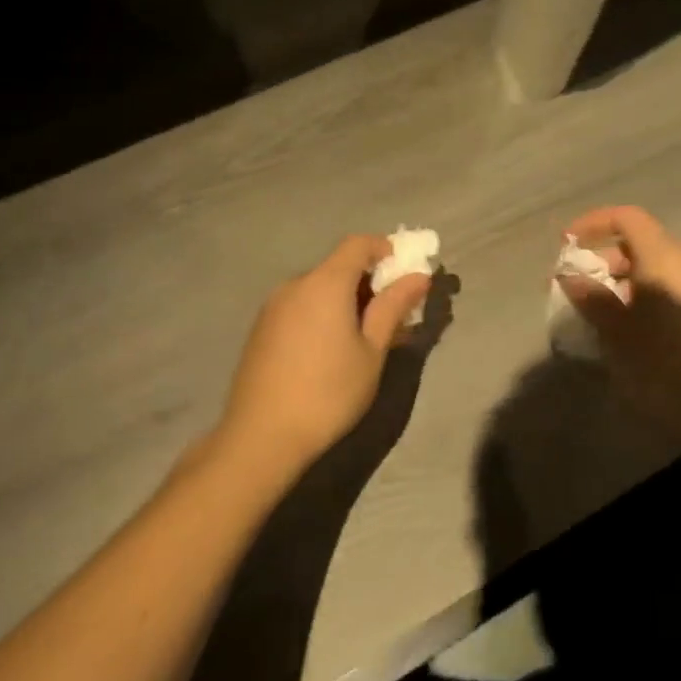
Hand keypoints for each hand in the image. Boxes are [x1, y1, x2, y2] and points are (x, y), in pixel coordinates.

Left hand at [213, 235, 431, 477]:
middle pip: (338, 266)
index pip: (358, 243)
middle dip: (369, 282)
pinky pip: (300, 306)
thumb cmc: (328, 392)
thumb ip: (393, 307)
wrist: (261, 436)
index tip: (405, 273)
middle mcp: (295, 284)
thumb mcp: (372, 351)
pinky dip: (322, 313)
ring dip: (345, 300)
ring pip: (318, 289)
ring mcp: (273, 306)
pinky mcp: (261, 329)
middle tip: (392, 316)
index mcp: (325, 283)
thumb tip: (419, 277)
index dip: (385, 249)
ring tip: (363, 339)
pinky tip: (330, 350)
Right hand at [558, 206, 680, 432]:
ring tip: (595, 313)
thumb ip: (592, 299)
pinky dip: (639, 298)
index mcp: (662, 258)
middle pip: (638, 243)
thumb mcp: (618, 332)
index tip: (566, 246)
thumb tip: (570, 276)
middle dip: (601, 259)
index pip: (626, 218)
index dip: (593, 224)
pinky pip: (665, 291)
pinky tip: (624, 332)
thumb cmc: (666, 362)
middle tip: (574, 286)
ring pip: (652, 270)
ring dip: (618, 282)